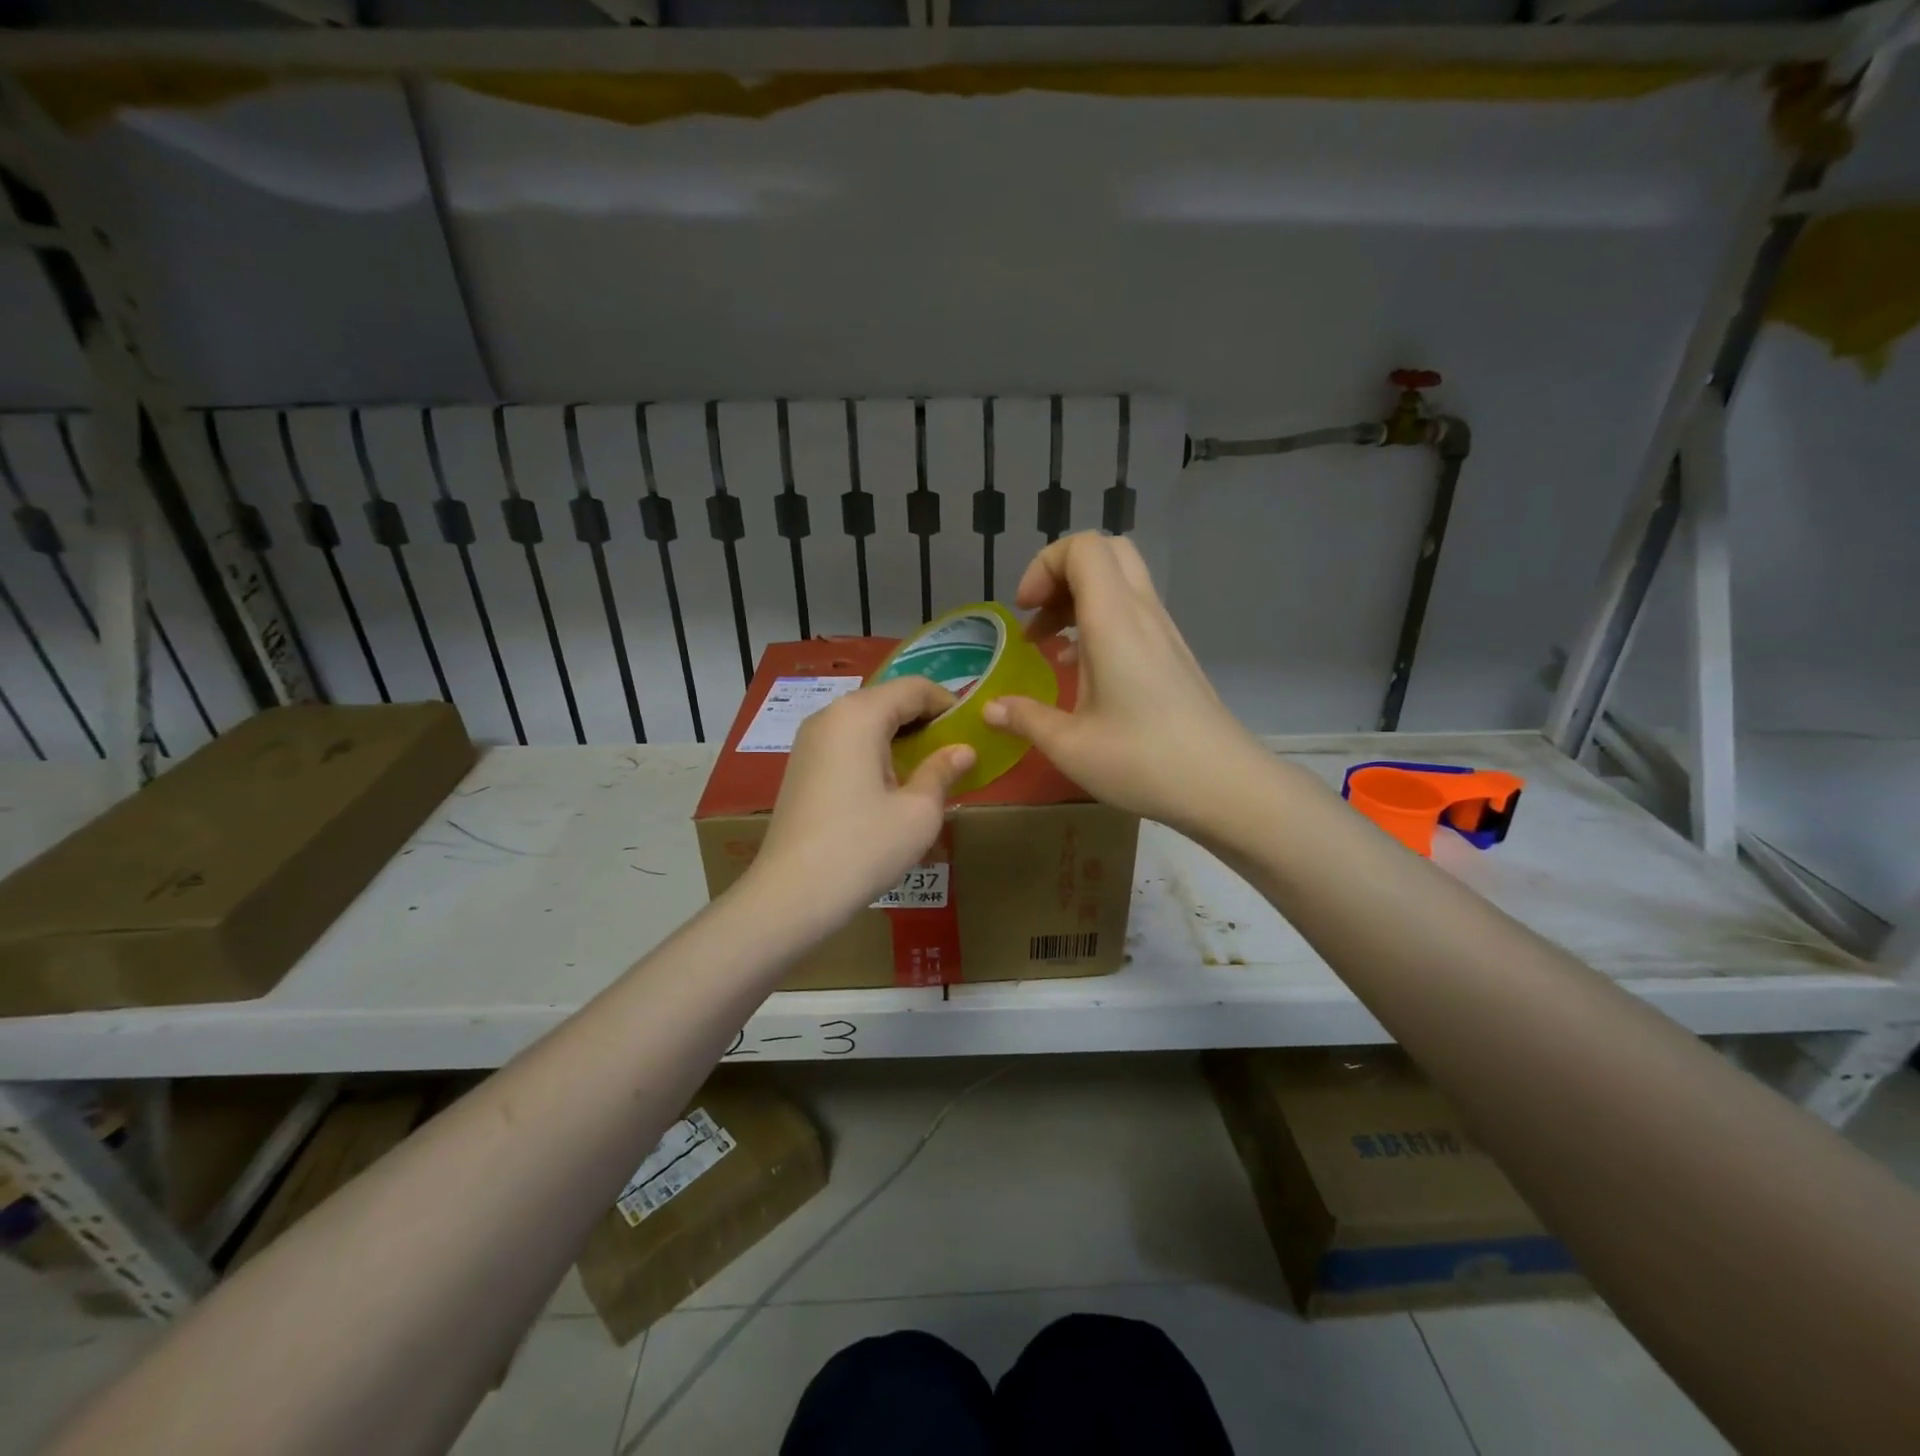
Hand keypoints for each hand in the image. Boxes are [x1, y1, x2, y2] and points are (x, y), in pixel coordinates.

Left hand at [749, 678, 975, 920]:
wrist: (791, 894)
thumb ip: (943, 771)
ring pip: (866, 722)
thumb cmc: (862, 847)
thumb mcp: (918, 812)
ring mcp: (810, 741)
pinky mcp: (802, 766)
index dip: (948, 703)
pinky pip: (847, 742)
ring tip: (927, 770)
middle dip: (924, 720)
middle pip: (887, 700)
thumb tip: (963, 750)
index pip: (914, 688)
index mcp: (859, 714)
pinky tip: (890, 785)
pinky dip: (875, 751)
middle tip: (954, 751)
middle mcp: (830, 716)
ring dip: (900, 737)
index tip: (972, 729)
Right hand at [982, 532, 1267, 834]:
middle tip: (1038, 617)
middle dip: (1062, 574)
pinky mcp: (1174, 653)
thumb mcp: (1069, 746)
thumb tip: (990, 709)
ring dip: (1080, 600)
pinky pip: (1134, 611)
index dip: (1044, 566)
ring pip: (1122, 581)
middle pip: (1106, 552)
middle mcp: (1142, 613)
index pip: (1083, 548)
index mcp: (1114, 620)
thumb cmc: (1142, 761)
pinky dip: (1101, 621)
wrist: (1223, 785)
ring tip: (1051, 647)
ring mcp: (1164, 631)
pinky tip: (1083, 671)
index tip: (1024, 611)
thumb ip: (1025, 718)